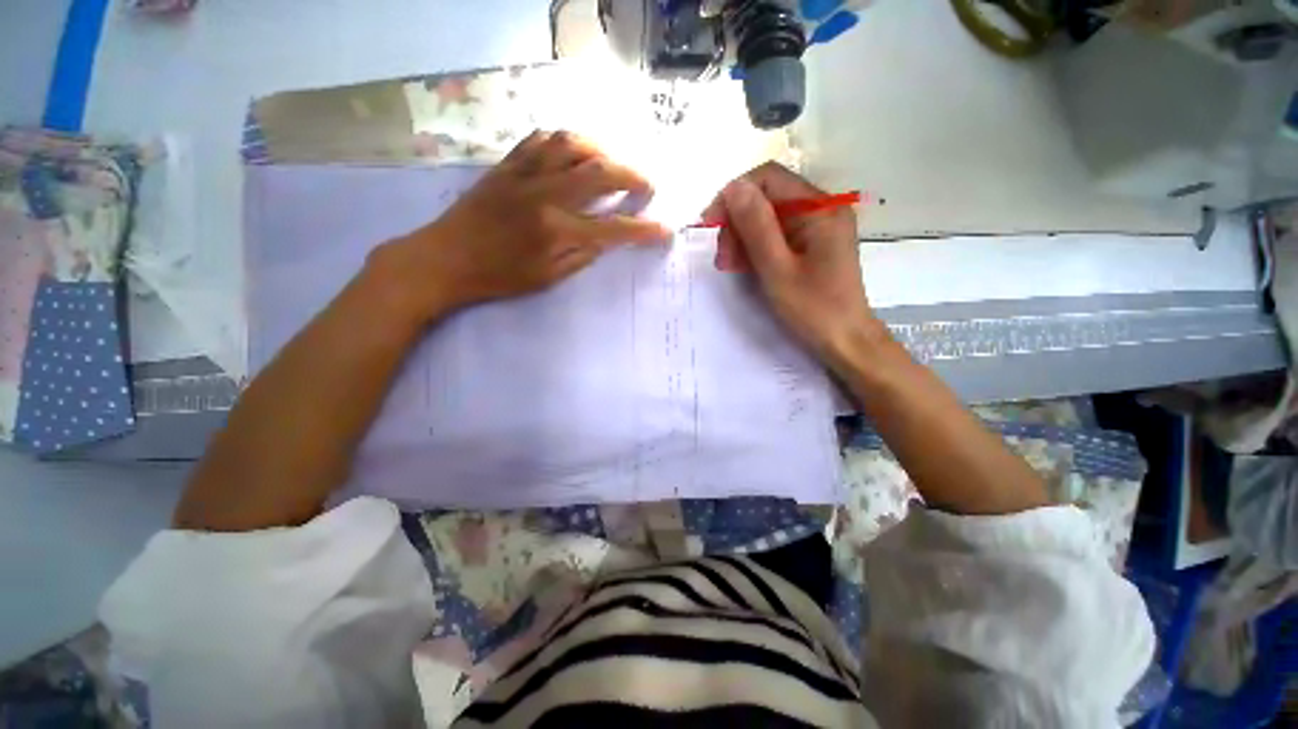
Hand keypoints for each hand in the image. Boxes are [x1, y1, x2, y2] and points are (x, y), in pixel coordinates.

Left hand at [374, 131, 671, 324]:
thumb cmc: (498, 278)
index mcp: (556, 231)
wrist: (444, 259)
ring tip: (612, 163)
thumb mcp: (547, 279)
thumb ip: (582, 256)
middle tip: (646, 184)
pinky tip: (574, 152)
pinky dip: (564, 141)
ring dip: (601, 150)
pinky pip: (539, 139)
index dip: (643, 229)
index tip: (664, 229)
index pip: (613, 228)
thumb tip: (606, 238)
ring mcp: (524, 175)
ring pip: (571, 144)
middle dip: (632, 176)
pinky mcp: (506, 165)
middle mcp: (545, 195)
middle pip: (600, 173)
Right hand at [703, 162, 881, 360]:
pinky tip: (744, 266)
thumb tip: (733, 187)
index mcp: (820, 208)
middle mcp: (822, 209)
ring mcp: (818, 227)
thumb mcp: (777, 269)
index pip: (768, 179)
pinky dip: (756, 248)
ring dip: (743, 238)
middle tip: (722, 258)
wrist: (846, 341)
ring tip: (729, 266)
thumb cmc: (813, 309)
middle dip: (737, 223)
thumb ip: (756, 227)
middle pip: (767, 198)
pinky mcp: (812, 244)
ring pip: (768, 217)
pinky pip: (777, 235)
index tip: (711, 226)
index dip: (734, 196)